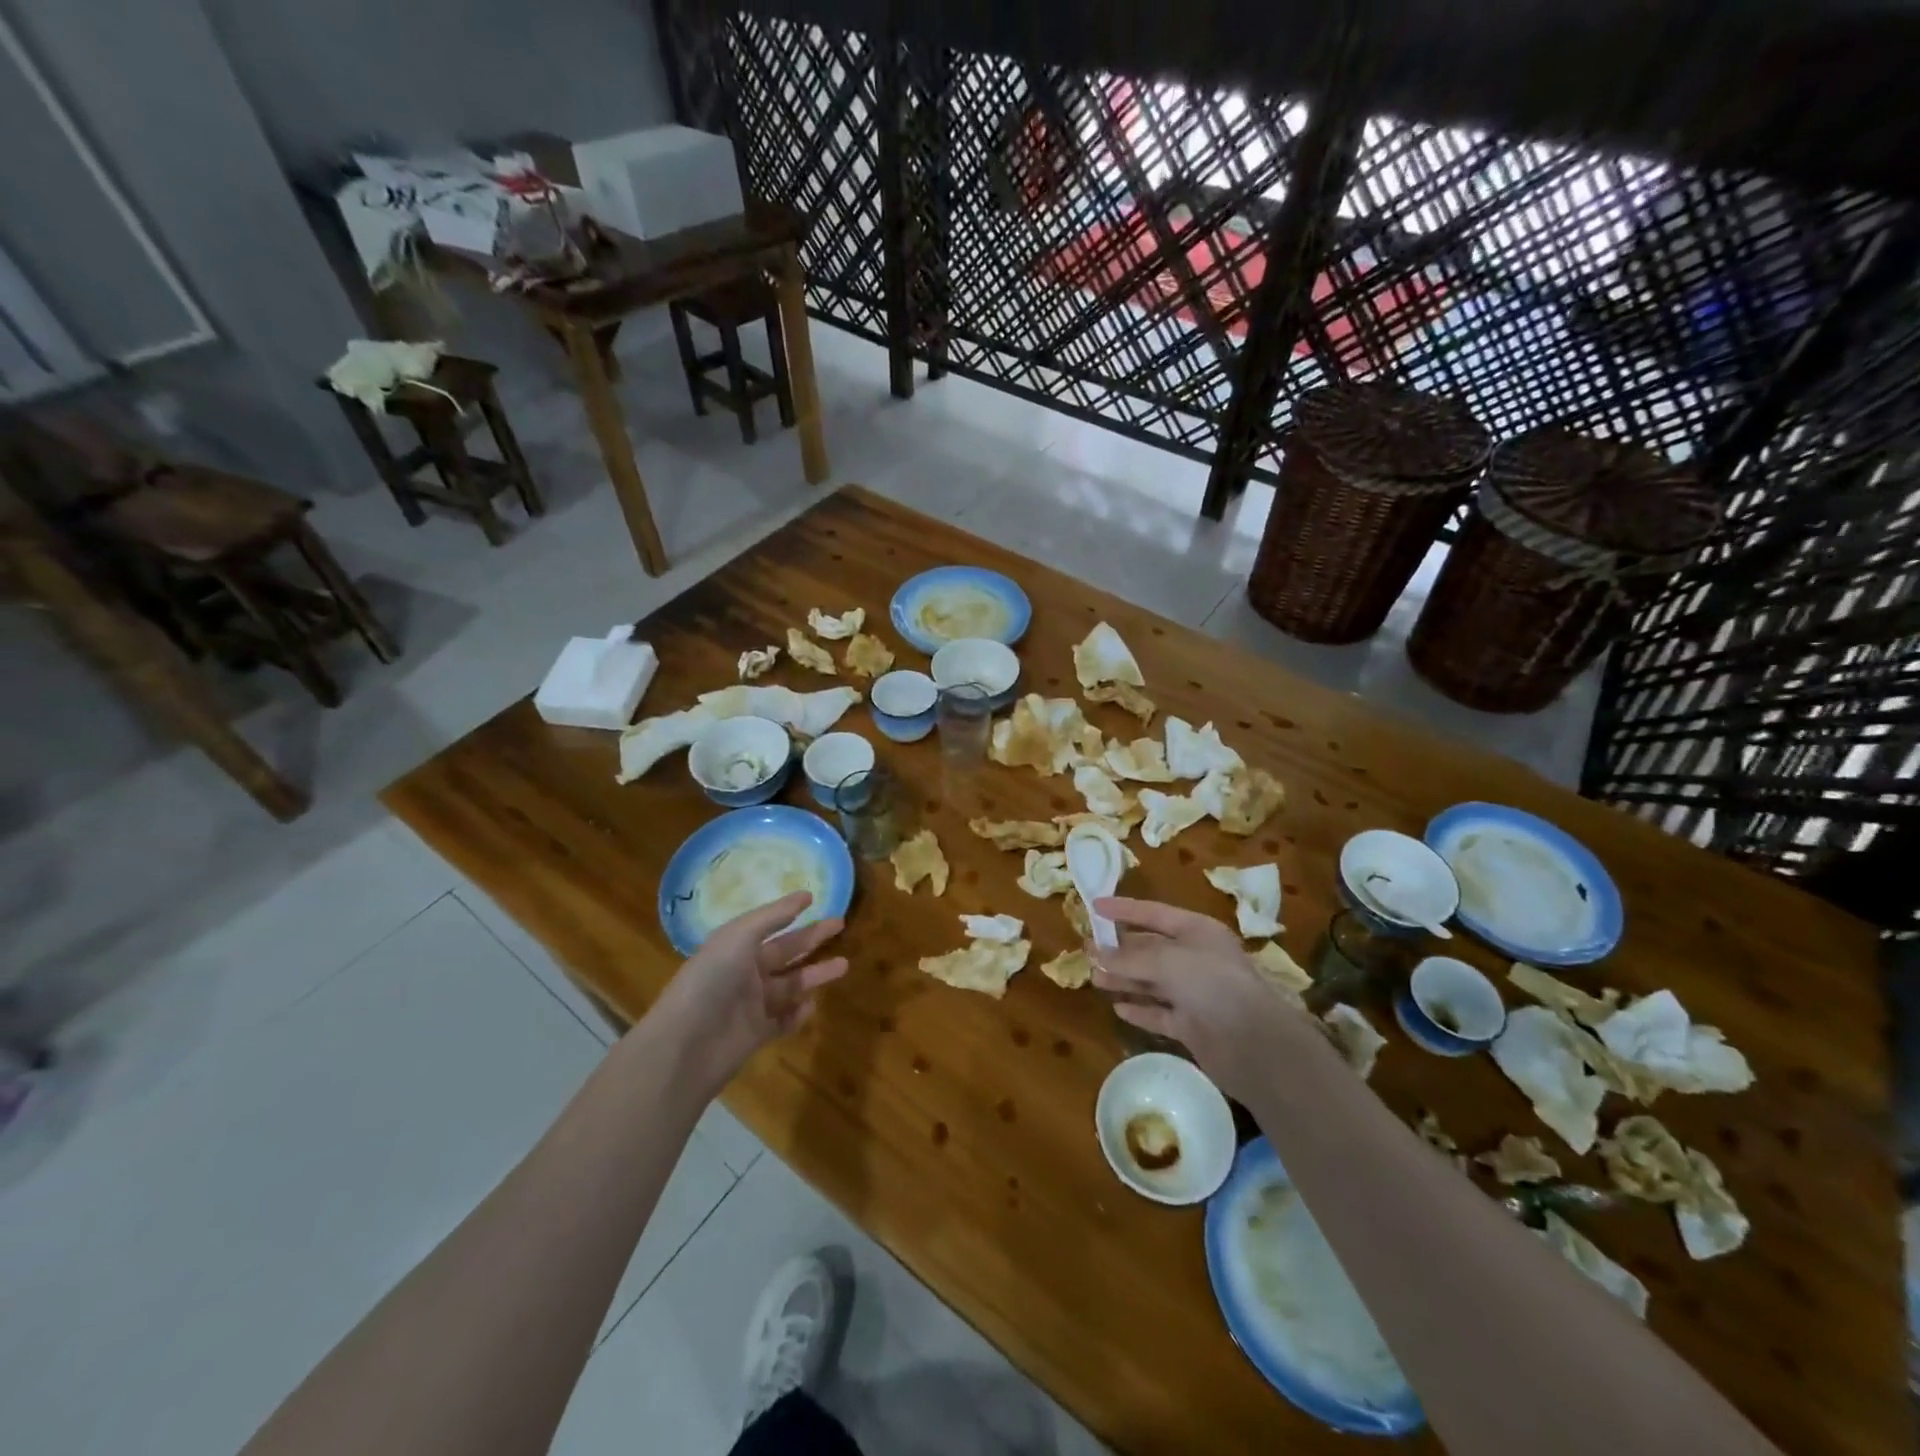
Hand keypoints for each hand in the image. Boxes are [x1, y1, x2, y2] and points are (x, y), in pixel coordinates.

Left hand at [651, 893, 847, 1095]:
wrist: (687, 1045)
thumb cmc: (712, 980)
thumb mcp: (739, 937)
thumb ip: (772, 917)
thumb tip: (805, 896)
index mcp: (734, 947)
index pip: (768, 926)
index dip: (790, 912)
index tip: (815, 899)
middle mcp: (744, 972)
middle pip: (785, 952)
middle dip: (812, 939)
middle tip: (841, 925)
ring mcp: (751, 1005)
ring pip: (790, 985)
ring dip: (815, 975)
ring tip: (844, 965)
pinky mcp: (757, 1034)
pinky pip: (783, 1021)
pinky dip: (799, 1013)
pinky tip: (812, 1005)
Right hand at [1091, 897, 1317, 1101]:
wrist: (1253, 1043)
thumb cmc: (1211, 983)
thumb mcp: (1167, 960)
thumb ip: (1129, 957)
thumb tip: (1095, 954)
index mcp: (1196, 931)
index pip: (1153, 913)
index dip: (1124, 909)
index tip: (1094, 906)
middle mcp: (1195, 958)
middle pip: (1150, 948)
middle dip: (1119, 948)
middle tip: (1086, 949)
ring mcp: (1194, 993)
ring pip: (1151, 981)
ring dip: (1124, 978)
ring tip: (1094, 977)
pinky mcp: (1192, 1025)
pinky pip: (1159, 1012)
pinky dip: (1140, 1009)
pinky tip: (1118, 1008)